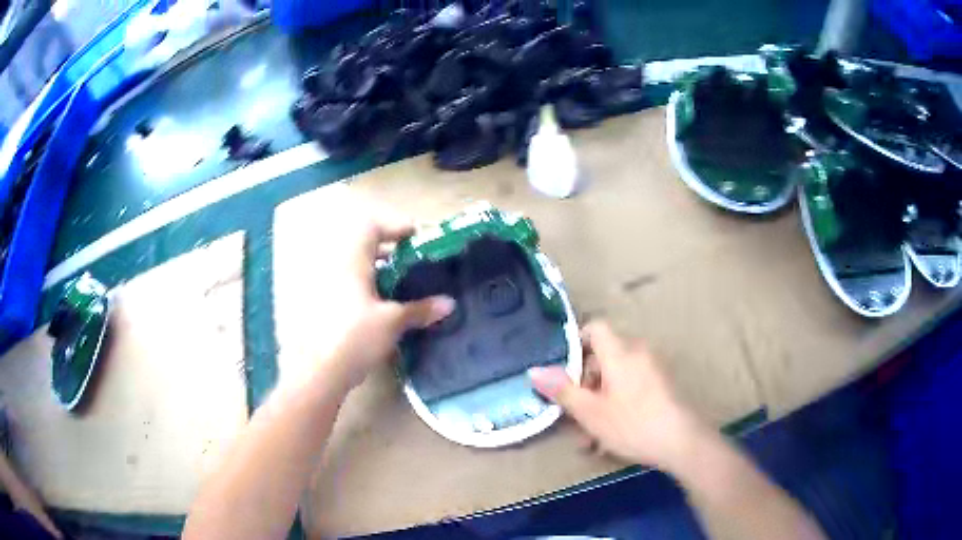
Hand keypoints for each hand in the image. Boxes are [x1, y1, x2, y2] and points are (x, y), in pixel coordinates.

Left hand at [288, 207, 453, 393]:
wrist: (317, 371)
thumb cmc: (355, 337)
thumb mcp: (392, 322)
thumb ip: (420, 309)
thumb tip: (449, 304)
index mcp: (351, 260)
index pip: (372, 227)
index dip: (395, 227)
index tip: (416, 237)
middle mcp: (334, 265)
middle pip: (361, 244)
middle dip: (387, 249)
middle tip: (410, 261)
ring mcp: (322, 284)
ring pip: (351, 265)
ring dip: (374, 268)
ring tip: (397, 284)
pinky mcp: (318, 304)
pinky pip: (343, 282)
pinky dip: (362, 285)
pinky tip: (376, 306)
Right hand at [529, 321, 707, 469]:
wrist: (682, 442)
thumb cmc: (633, 423)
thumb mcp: (590, 412)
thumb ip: (562, 390)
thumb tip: (534, 371)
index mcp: (620, 352)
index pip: (595, 328)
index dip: (575, 342)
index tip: (562, 371)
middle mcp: (638, 352)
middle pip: (603, 357)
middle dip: (584, 386)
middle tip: (573, 416)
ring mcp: (652, 369)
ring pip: (615, 378)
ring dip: (598, 402)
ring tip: (589, 437)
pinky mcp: (661, 385)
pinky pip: (631, 387)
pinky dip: (616, 404)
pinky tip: (609, 437)